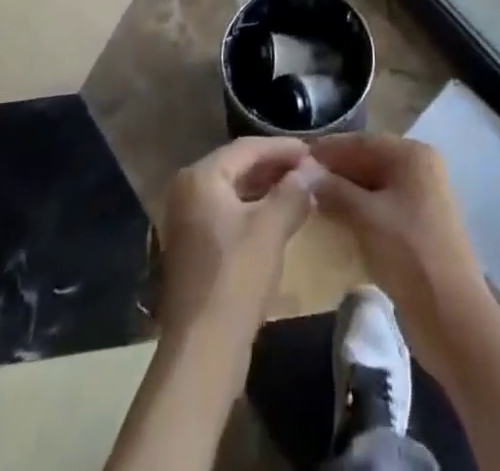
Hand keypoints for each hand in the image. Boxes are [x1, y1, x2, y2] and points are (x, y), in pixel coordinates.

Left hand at [157, 137, 314, 347]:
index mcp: (200, 177)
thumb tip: (312, 170)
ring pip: (234, 193)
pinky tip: (279, 220)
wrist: (203, 351)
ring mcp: (187, 221)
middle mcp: (187, 191)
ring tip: (300, 191)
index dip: (282, 148)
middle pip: (238, 167)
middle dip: (275, 168)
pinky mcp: (193, 248)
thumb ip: (293, 192)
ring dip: (266, 190)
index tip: (313, 151)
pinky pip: (228, 215)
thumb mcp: (271, 228)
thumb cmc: (236, 277)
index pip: (247, 148)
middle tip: (309, 170)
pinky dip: (254, 212)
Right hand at [308, 134, 491, 377]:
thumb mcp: (366, 217)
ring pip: (373, 186)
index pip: (361, 142)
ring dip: (344, 192)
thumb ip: (334, 190)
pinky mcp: (417, 228)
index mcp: (412, 155)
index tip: (295, 157)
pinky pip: (380, 208)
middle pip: (368, 161)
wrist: (451, 316)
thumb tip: (305, 173)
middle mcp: (419, 169)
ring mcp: (420, 199)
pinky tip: (334, 221)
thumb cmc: (408, 253)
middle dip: (335, 171)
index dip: (328, 149)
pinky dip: (358, 211)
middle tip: (298, 180)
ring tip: (310, 200)